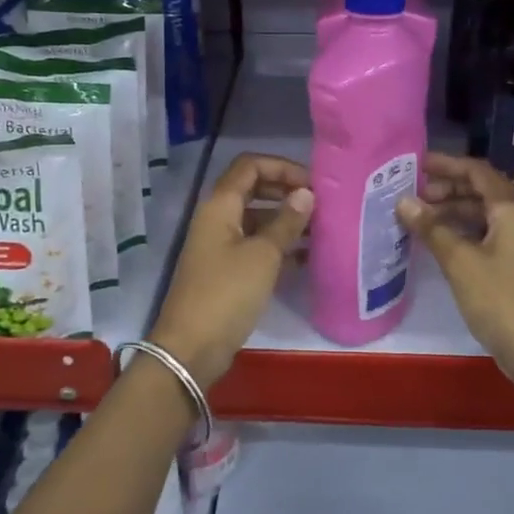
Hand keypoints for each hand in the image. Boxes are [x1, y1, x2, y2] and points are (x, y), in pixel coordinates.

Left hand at [149, 153, 312, 388]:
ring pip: (257, 220)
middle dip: (286, 192)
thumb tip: (306, 194)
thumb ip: (286, 222)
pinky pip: (255, 247)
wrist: (192, 347)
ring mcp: (220, 246)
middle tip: (320, 205)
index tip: (312, 184)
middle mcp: (217, 219)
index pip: (250, 165)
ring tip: (321, 232)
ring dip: (286, 221)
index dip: (282, 167)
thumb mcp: (263, 255)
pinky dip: (278, 247)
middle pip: (253, 190)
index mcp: (220, 206)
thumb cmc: (227, 293)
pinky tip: (307, 259)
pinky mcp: (226, 271)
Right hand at [397, 152, 513, 410]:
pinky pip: (483, 236)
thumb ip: (432, 229)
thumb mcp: (460, 262)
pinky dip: (459, 232)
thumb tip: (402, 200)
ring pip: (481, 215)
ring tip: (418, 218)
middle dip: (447, 188)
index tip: (417, 163)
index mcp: (511, 211)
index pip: (479, 172)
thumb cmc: (501, 300)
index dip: (448, 164)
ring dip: (451, 211)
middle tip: (413, 194)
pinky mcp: (513, 266)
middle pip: (481, 191)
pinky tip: (437, 242)